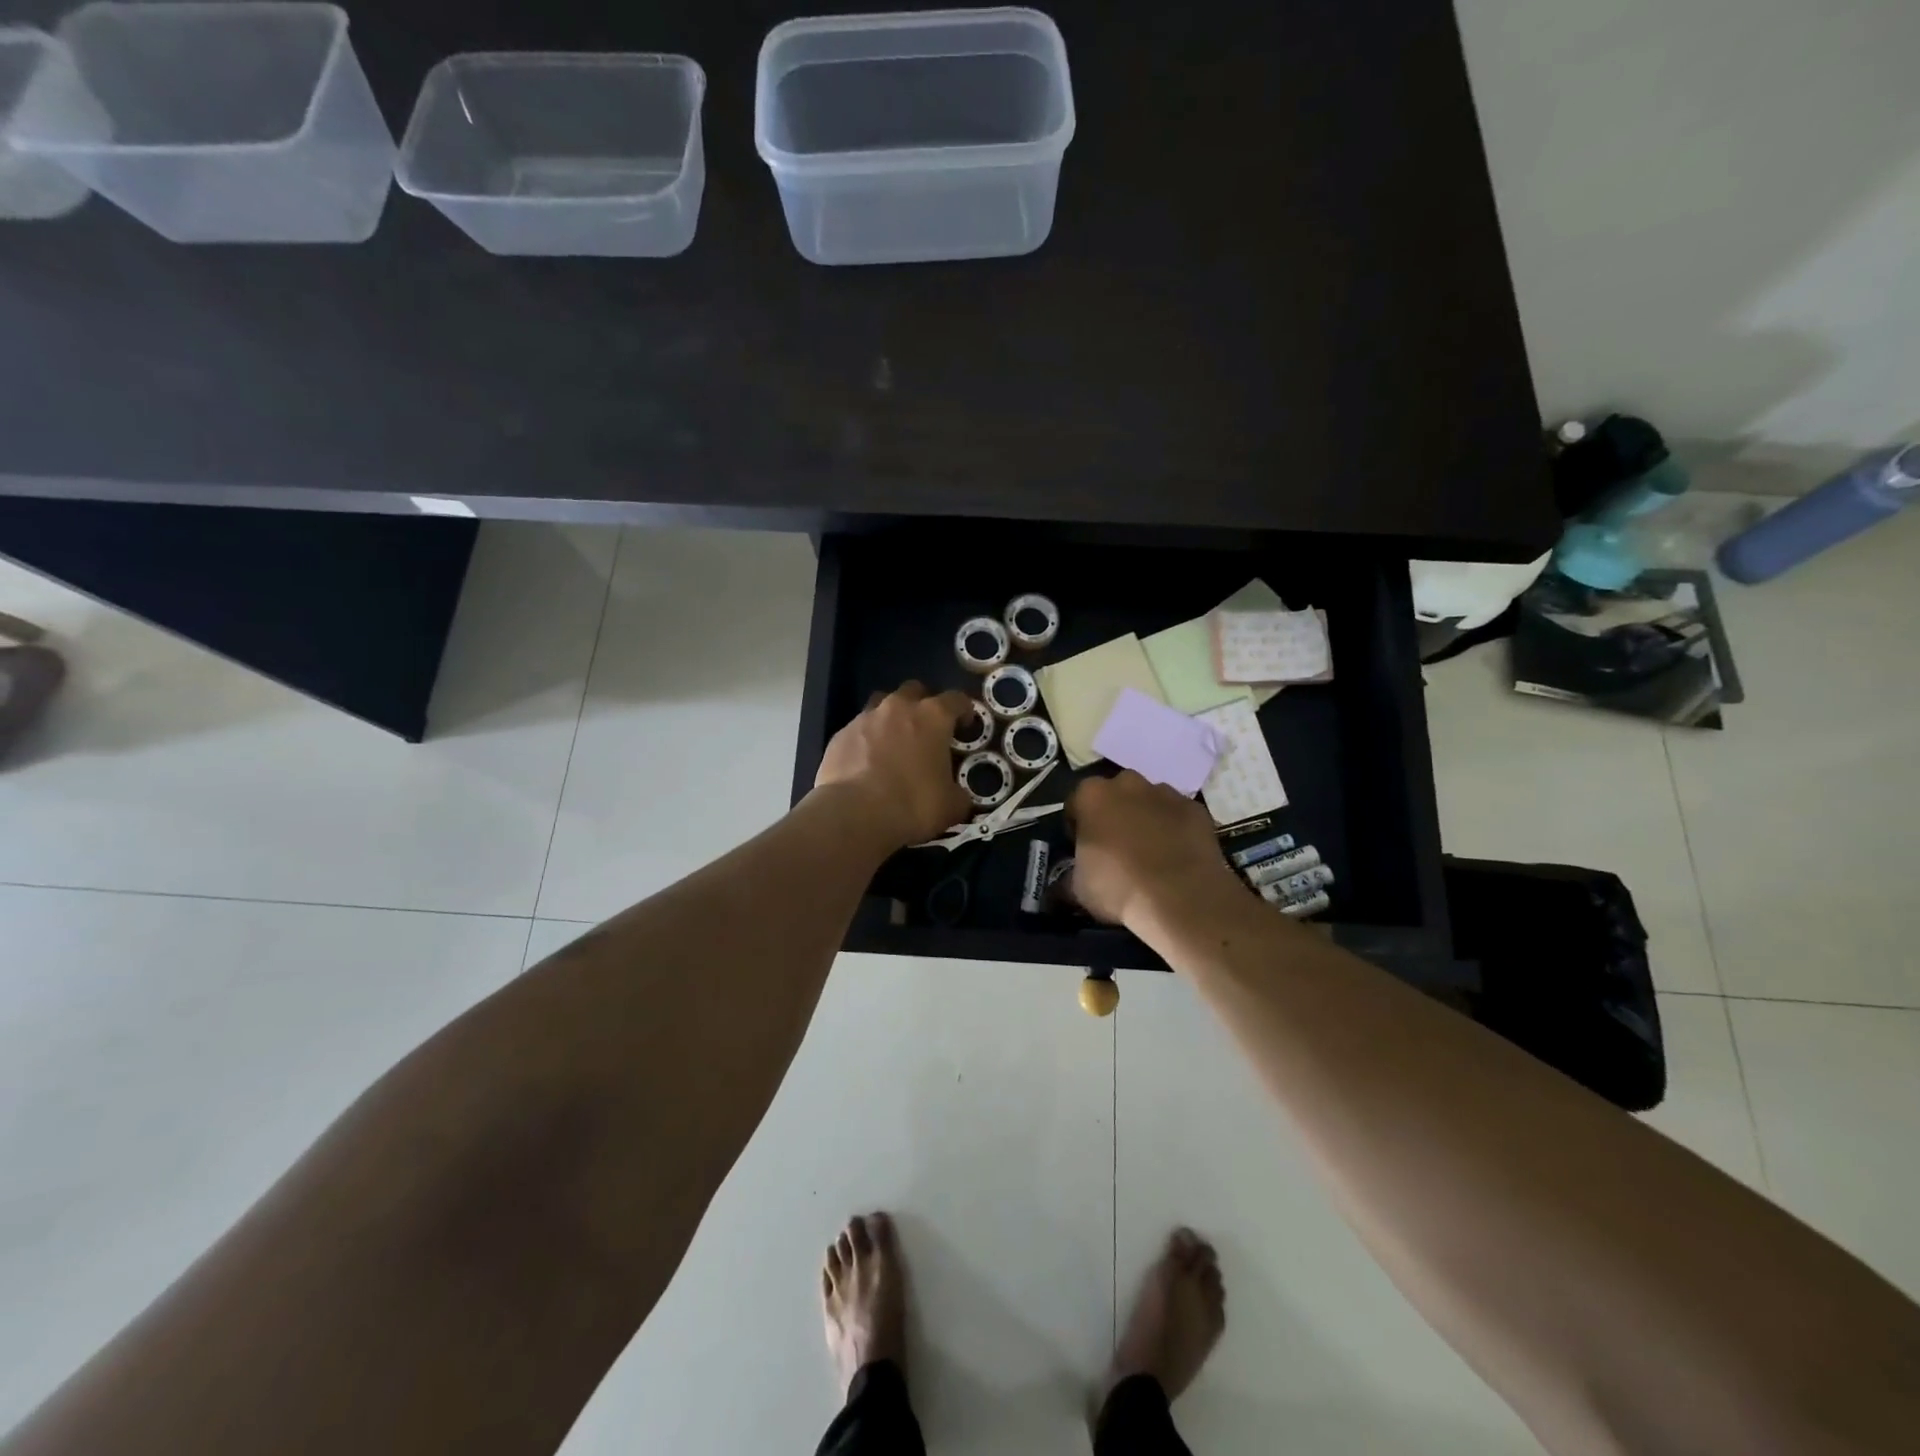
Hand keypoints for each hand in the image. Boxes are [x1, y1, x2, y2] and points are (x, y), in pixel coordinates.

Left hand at [814, 682, 973, 851]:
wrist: (855, 814)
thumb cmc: (913, 805)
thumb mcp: (951, 805)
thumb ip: (958, 792)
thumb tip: (957, 795)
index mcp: (933, 717)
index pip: (956, 699)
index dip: (964, 710)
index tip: (965, 726)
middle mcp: (898, 708)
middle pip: (914, 690)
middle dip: (922, 704)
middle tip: (926, 729)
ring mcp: (865, 718)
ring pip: (881, 704)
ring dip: (890, 717)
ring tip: (893, 742)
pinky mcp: (840, 735)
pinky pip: (858, 730)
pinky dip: (865, 740)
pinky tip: (866, 763)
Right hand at [1066, 772, 1241, 930]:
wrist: (1181, 898)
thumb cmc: (1119, 887)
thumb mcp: (1078, 889)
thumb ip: (1067, 878)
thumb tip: (1059, 887)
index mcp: (1092, 795)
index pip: (1075, 804)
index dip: (1077, 828)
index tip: (1082, 849)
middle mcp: (1128, 783)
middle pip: (1114, 795)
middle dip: (1113, 815)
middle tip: (1115, 849)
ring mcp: (1165, 793)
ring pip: (1148, 801)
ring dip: (1144, 818)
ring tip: (1149, 853)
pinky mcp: (1195, 808)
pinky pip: (1177, 815)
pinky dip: (1174, 829)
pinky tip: (1176, 856)